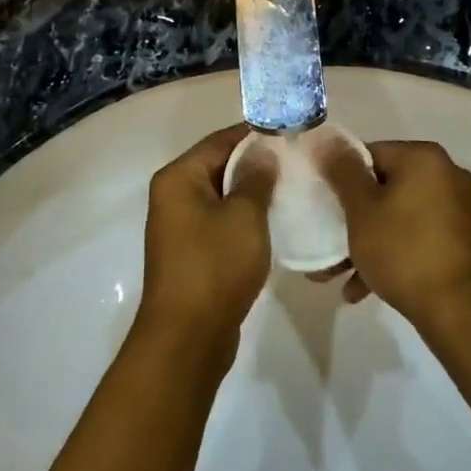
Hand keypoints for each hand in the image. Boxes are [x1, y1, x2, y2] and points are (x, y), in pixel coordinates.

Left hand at [138, 126, 275, 358]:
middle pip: (219, 165)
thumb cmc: (215, 266)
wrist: (188, 338)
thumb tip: (264, 151)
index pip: (220, 140)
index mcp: (179, 178)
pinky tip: (274, 222)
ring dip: (252, 193)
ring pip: (222, 196)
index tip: (291, 133)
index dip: (256, 134)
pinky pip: (220, 222)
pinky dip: (244, 219)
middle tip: (297, 161)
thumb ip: (256, 178)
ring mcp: (180, 226)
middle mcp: (173, 195)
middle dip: (256, 163)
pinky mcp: (191, 252)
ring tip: (292, 188)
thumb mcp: (244, 216)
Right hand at [316, 140, 470, 333]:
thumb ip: (342, 170)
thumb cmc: (403, 251)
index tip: (326, 206)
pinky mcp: (463, 238)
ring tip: (340, 274)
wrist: (460, 311)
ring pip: (400, 214)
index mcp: (424, 157)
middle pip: (385, 186)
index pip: (370, 154)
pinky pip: (418, 234)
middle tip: (330, 242)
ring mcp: (459, 207)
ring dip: (370, 239)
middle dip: (354, 216)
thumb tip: (326, 139)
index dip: (343, 179)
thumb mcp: (361, 209)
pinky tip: (365, 287)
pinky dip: (395, 250)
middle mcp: (447, 173)